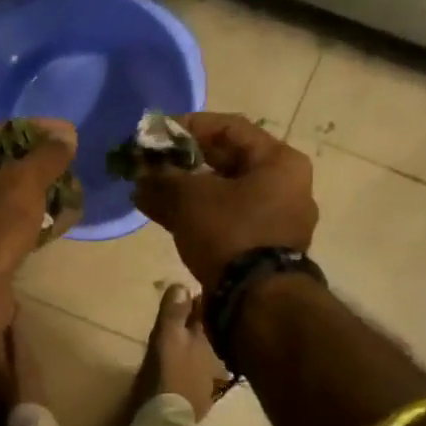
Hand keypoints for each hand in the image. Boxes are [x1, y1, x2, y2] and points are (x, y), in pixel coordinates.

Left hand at [0, 117, 77, 284]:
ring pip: (6, 198)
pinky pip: (7, 225)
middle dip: (39, 166)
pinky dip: (31, 222)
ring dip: (38, 195)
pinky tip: (58, 223)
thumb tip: (67, 135)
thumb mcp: (25, 181)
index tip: (67, 134)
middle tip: (70, 167)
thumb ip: (48, 155)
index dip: (35, 130)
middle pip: (2, 166)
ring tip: (71, 194)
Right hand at [133, 113, 317, 283]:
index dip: (188, 126)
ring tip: (144, 190)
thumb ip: (163, 178)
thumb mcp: (190, 197)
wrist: (257, 300)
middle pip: (225, 161)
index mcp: (278, 162)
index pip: (229, 128)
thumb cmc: (230, 232)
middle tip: (147, 164)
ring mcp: (275, 219)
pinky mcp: (260, 246)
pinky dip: (194, 213)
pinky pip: (224, 218)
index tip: (155, 133)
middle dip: (180, 162)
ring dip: (182, 190)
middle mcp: (284, 186)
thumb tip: (141, 172)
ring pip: (221, 193)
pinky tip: (159, 213)